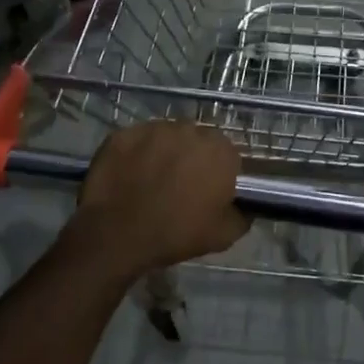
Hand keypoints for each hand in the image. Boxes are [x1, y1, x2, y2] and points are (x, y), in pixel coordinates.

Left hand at [70, 122, 250, 274]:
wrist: (118, 235)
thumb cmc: (177, 234)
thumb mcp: (225, 235)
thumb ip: (243, 215)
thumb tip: (246, 207)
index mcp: (220, 151)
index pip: (227, 154)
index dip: (218, 172)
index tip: (209, 189)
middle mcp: (189, 130)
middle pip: (196, 139)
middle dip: (191, 157)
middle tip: (180, 184)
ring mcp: (153, 128)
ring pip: (165, 136)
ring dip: (164, 152)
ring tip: (151, 178)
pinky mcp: (123, 133)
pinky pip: (136, 140)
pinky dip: (135, 153)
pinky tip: (129, 175)